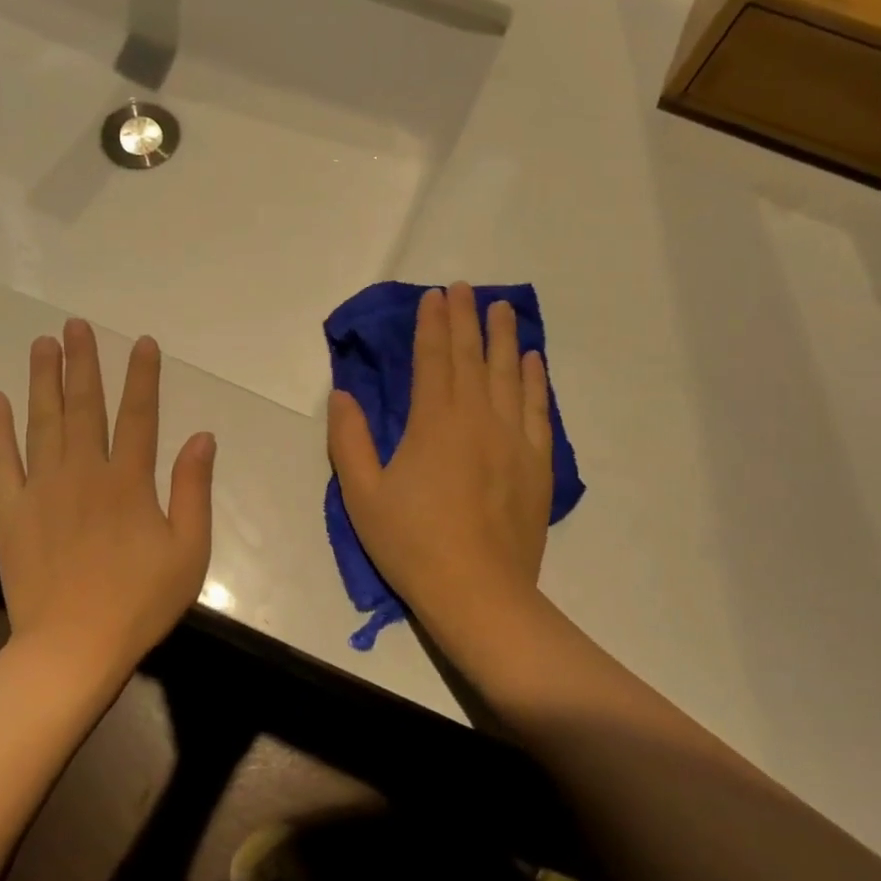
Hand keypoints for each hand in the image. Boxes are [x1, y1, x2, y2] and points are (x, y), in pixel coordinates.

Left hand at [0, 319, 214, 680]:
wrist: (72, 646)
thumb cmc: (140, 601)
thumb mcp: (188, 550)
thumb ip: (194, 489)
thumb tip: (203, 436)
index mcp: (129, 481)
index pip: (139, 415)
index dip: (142, 376)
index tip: (141, 342)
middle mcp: (84, 472)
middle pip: (85, 406)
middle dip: (83, 362)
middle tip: (76, 325)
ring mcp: (42, 489)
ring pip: (43, 422)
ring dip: (42, 380)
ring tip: (42, 345)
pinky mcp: (10, 510)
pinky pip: (0, 460)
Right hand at [328, 283, 553, 654]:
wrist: (478, 592)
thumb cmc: (412, 544)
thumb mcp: (362, 495)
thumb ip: (350, 440)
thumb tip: (342, 394)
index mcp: (434, 423)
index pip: (434, 359)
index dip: (433, 324)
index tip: (434, 295)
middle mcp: (478, 418)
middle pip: (472, 358)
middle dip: (467, 319)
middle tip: (466, 288)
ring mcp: (513, 439)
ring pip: (510, 375)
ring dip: (505, 339)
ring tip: (504, 309)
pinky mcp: (536, 464)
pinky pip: (538, 410)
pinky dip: (536, 381)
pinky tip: (534, 361)